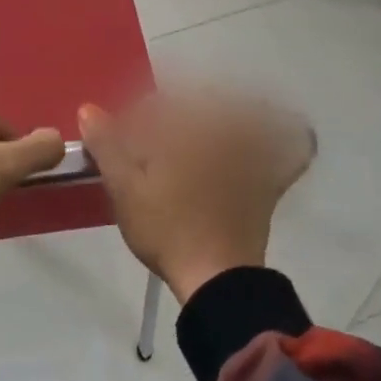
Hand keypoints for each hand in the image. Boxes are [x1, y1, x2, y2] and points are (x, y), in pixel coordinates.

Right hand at [78, 90, 314, 304]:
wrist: (215, 277)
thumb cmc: (166, 228)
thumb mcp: (125, 188)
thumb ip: (107, 145)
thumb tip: (89, 109)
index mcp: (189, 128)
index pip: (159, 103)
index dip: (136, 117)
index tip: (122, 138)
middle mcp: (226, 131)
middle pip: (201, 103)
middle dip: (174, 113)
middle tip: (154, 143)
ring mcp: (254, 154)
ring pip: (245, 113)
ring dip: (225, 110)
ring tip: (199, 132)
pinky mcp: (270, 179)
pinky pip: (291, 147)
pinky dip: (288, 136)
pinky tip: (276, 132)